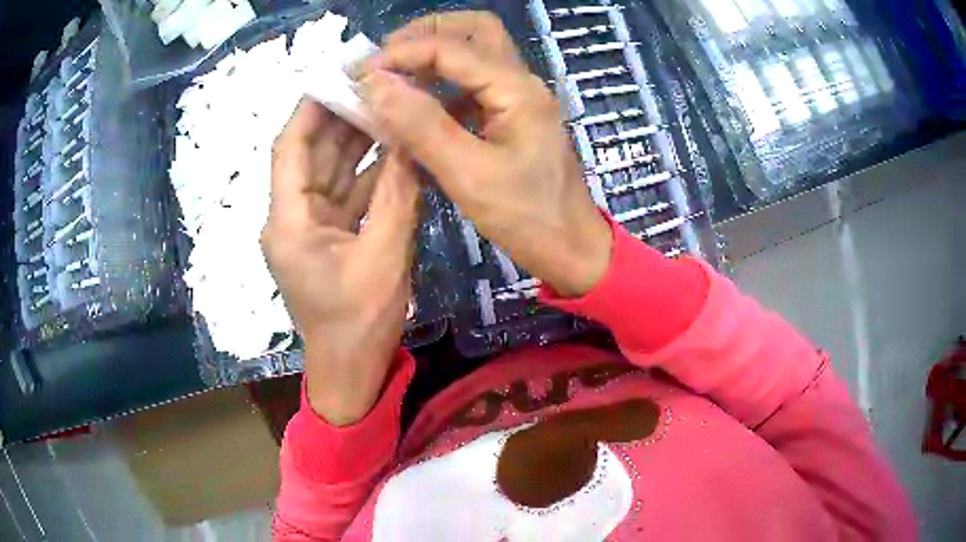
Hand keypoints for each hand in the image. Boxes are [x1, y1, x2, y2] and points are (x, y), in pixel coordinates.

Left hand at [262, 99, 419, 425]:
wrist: (352, 370)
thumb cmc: (360, 323)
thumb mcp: (384, 256)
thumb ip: (397, 195)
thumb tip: (409, 141)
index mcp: (288, 222)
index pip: (290, 149)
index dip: (311, 109)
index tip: (339, 77)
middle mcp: (290, 218)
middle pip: (311, 156)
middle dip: (340, 120)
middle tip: (376, 86)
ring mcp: (309, 227)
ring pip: (330, 172)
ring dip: (356, 143)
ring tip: (388, 107)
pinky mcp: (327, 237)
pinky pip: (345, 195)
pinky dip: (366, 174)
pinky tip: (391, 150)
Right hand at [359, 11, 612, 296]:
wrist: (571, 248)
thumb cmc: (528, 218)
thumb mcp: (469, 175)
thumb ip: (421, 125)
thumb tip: (376, 84)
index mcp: (516, 89)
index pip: (451, 47)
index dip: (402, 52)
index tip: (361, 72)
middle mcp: (520, 82)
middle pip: (474, 31)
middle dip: (425, 34)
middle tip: (385, 58)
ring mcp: (518, 98)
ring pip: (475, 53)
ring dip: (433, 55)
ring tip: (393, 76)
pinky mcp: (512, 116)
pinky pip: (474, 84)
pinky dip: (442, 84)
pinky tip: (418, 105)